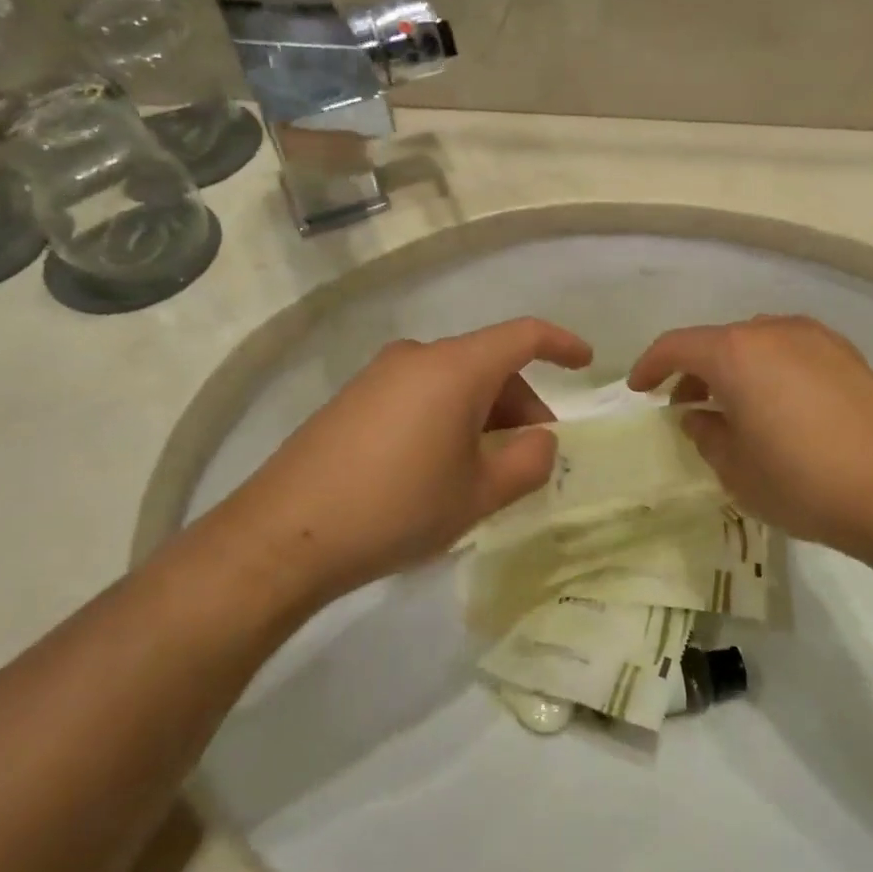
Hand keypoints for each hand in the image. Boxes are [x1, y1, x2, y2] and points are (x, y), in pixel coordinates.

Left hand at [234, 317, 592, 607]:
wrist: (286, 536)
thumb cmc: (397, 508)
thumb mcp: (479, 494)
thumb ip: (529, 462)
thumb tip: (543, 441)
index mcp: (455, 368)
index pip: (523, 335)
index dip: (561, 344)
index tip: (586, 363)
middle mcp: (417, 357)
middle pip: (488, 365)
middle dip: (521, 405)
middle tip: (532, 457)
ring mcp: (379, 377)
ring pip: (454, 383)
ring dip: (484, 417)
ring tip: (485, 473)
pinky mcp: (353, 401)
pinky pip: (420, 396)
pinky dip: (448, 420)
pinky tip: (440, 469)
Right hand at [627, 315, 872, 557]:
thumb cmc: (805, 480)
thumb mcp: (736, 470)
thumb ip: (706, 435)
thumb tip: (699, 416)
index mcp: (736, 352)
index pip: (676, 346)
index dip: (650, 366)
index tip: (639, 390)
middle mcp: (774, 332)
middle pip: (719, 341)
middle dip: (694, 370)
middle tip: (686, 407)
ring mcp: (817, 340)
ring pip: (758, 345)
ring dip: (734, 371)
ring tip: (732, 410)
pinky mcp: (849, 357)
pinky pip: (791, 354)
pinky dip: (770, 373)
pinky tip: (778, 410)